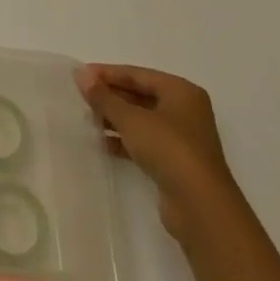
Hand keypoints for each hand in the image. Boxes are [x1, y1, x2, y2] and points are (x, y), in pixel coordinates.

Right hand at [75, 64, 240, 240]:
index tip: (79, 75)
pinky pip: (145, 142)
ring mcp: (182, 139)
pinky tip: (102, 143)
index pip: (137, 74)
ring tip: (87, 118)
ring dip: (115, 119)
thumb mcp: (130, 118)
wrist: (200, 207)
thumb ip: (103, 96)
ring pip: (141, 120)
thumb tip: (80, 74)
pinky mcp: (176, 162)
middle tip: (80, 97)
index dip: (107, 73)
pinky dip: (124, 140)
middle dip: (110, 96)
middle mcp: (185, 111)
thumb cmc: (168, 149)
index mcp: (181, 91)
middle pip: (140, 95)